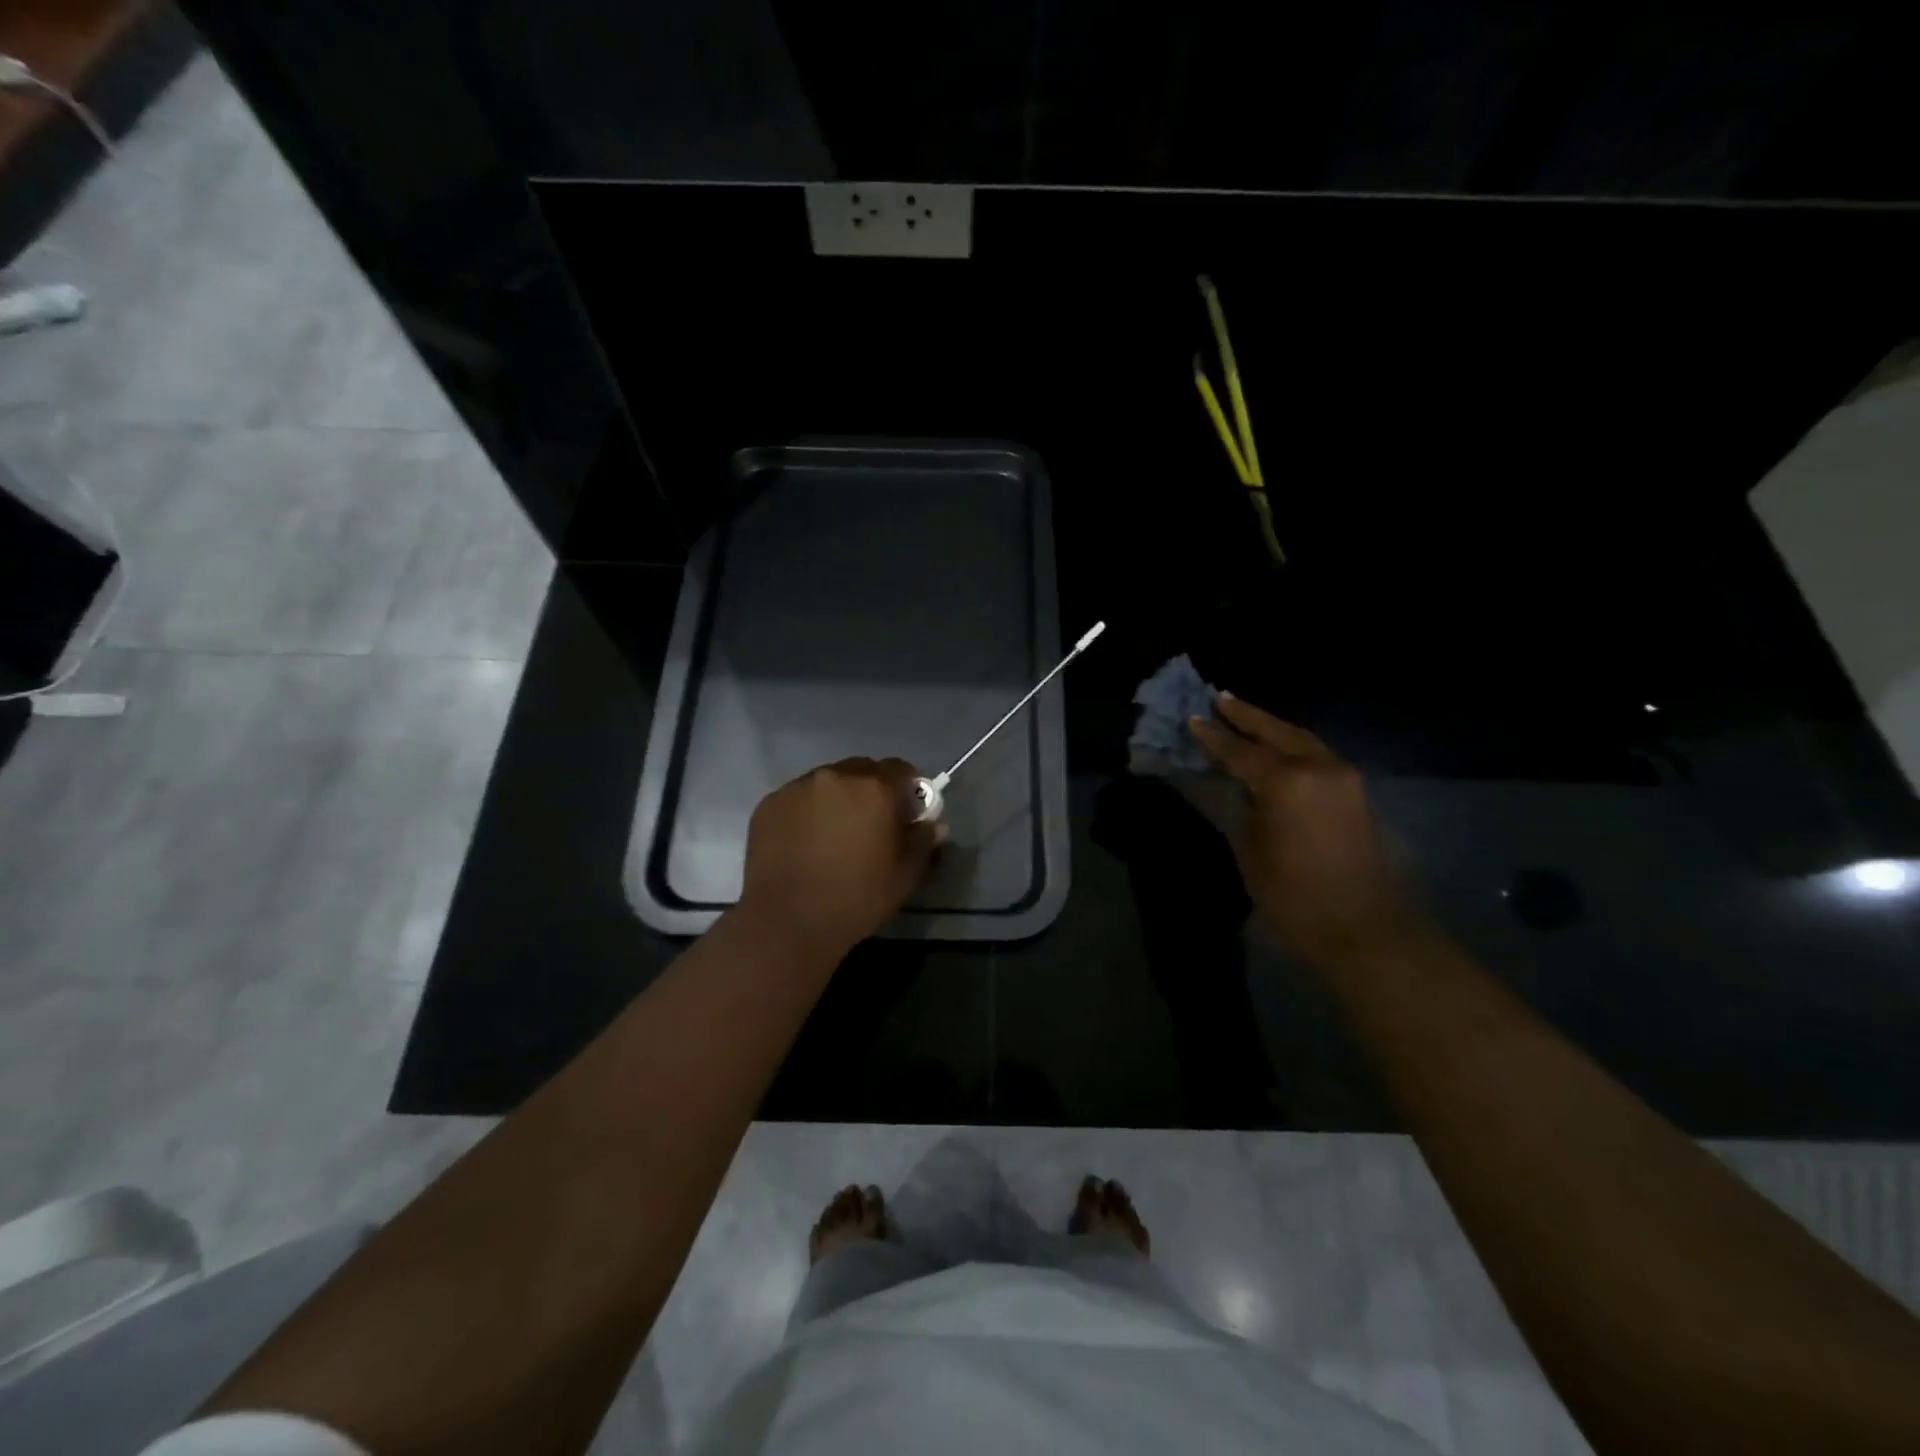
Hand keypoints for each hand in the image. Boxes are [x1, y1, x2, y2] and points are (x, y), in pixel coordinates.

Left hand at [740, 757, 939, 954]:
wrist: (787, 922)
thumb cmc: (856, 899)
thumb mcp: (905, 876)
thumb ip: (923, 841)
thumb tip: (933, 824)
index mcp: (875, 788)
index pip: (900, 769)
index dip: (907, 790)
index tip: (905, 815)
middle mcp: (836, 776)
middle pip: (862, 770)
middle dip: (871, 790)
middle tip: (870, 825)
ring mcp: (798, 787)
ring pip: (828, 782)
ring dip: (837, 799)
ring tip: (833, 835)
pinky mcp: (770, 803)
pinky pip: (799, 797)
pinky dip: (807, 811)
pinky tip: (805, 843)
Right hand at [1189, 695, 1420, 968]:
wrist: (1362, 927)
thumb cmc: (1292, 894)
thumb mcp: (1247, 849)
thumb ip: (1232, 805)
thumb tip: (1217, 780)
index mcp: (1285, 781)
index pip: (1240, 750)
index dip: (1213, 737)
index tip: (1193, 718)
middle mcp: (1318, 767)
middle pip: (1276, 731)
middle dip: (1246, 715)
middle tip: (1220, 698)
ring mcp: (1342, 776)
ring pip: (1300, 739)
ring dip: (1271, 728)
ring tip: (1243, 716)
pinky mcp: (1355, 790)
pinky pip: (1316, 754)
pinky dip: (1292, 745)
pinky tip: (1275, 747)